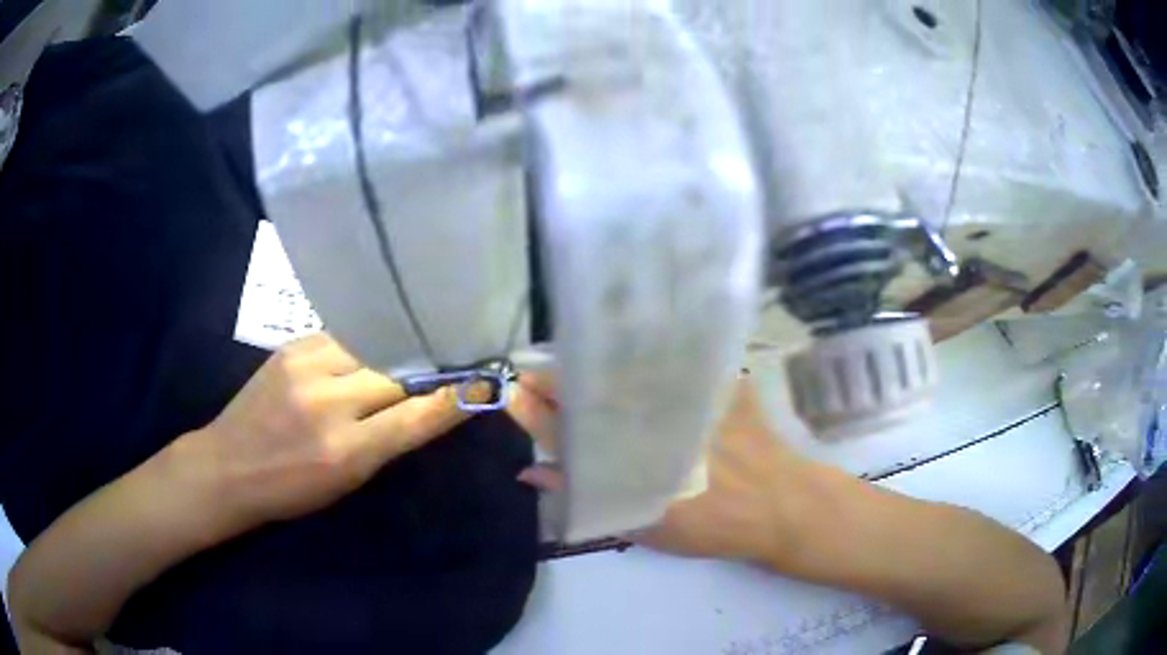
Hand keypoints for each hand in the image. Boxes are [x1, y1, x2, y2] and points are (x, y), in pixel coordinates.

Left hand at [173, 333, 468, 528]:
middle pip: (399, 374)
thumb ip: (385, 442)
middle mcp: (329, 402)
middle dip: (427, 371)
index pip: (417, 417)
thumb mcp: (345, 482)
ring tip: (411, 349)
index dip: (455, 398)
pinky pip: (343, 337)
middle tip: (450, 363)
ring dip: (394, 353)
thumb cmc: (289, 489)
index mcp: (346, 451)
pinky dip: (363, 344)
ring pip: (373, 347)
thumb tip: (424, 407)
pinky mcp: (292, 346)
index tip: (484, 382)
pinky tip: (369, 347)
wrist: (227, 465)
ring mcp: (307, 367)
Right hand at [512, 375, 809, 567]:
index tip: (514, 391)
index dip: (532, 406)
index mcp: (625, 457)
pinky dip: (647, 351)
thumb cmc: (709, 525)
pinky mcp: (713, 378)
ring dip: (595, 363)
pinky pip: (672, 357)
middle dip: (556, 376)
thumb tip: (531, 471)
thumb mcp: (639, 524)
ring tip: (577, 364)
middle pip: (589, 387)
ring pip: (624, 367)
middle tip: (539, 375)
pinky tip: (634, 347)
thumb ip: (582, 497)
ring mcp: (682, 394)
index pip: (562, 426)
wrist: (778, 506)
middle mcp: (648, 419)